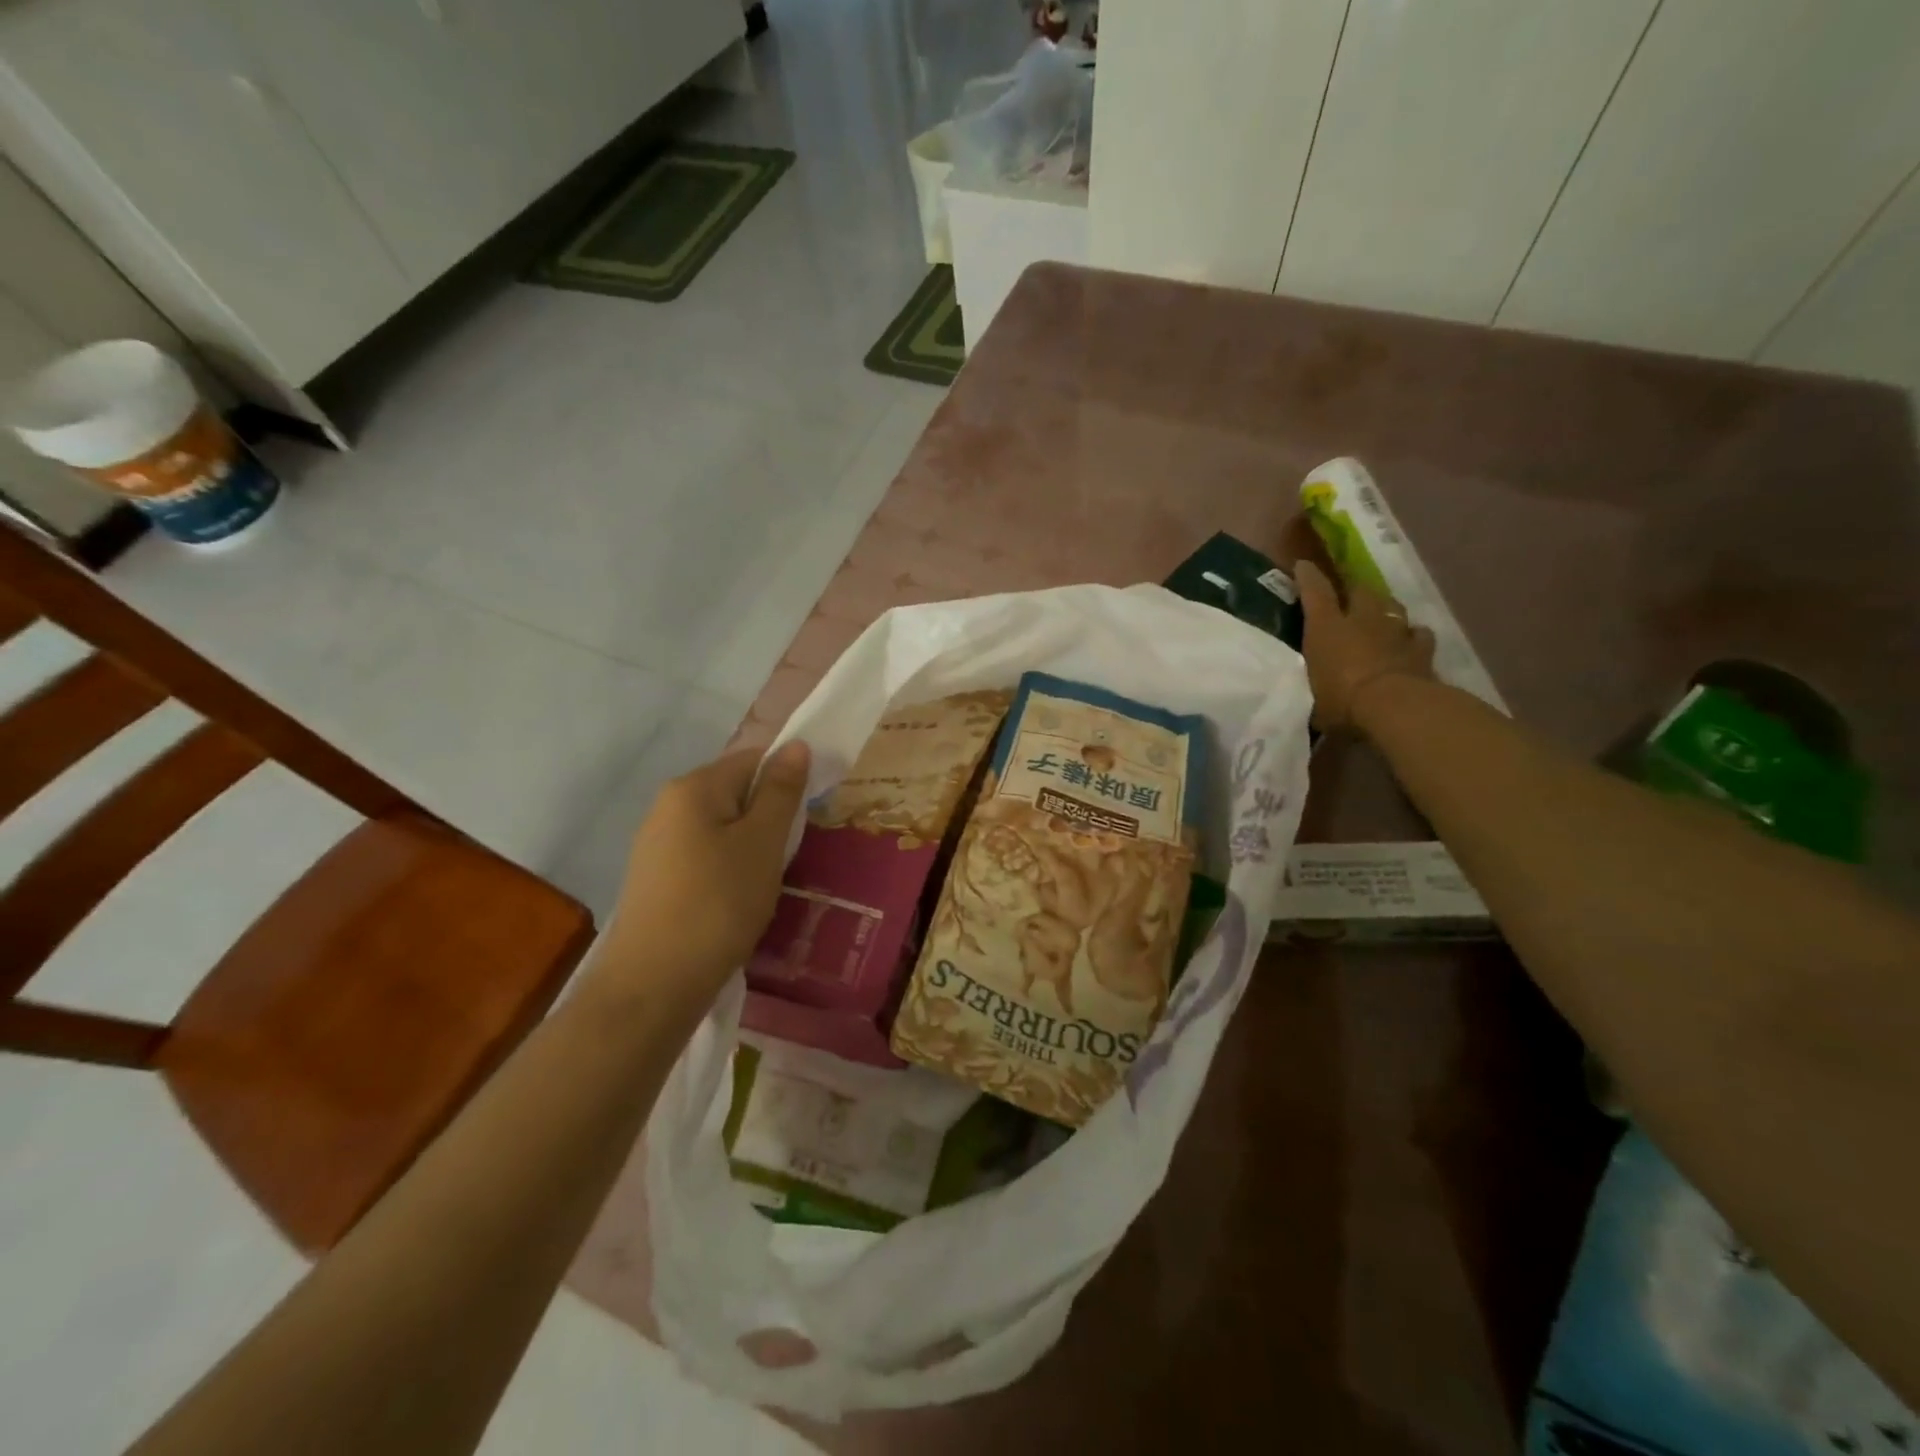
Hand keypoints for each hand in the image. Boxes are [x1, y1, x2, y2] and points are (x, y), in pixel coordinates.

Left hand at [599, 740, 810, 1002]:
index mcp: (693, 787)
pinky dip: (727, 869)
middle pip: (735, 792)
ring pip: (721, 828)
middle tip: (787, 856)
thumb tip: (796, 745)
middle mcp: (668, 805)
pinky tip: (736, 901)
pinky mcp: (655, 878)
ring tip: (765, 883)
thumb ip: (780, 791)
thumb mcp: (762, 843)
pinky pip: (704, 856)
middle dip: (768, 818)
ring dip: (750, 847)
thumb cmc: (718, 904)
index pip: (753, 759)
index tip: (806, 818)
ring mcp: (656, 843)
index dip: (786, 780)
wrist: (653, 984)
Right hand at [1294, 559, 1435, 731]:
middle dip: (1353, 589)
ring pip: (1392, 607)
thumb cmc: (1342, 700)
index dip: (1308, 577)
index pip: (1315, 592)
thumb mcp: (1314, 700)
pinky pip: (1419, 634)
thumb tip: (1311, 704)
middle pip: (1360, 591)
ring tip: (1381, 616)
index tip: (1304, 566)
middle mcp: (1361, 620)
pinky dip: (1413, 636)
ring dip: (1385, 609)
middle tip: (1348, 595)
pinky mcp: (1422, 648)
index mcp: (1327, 628)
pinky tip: (1411, 641)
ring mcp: (1395, 631)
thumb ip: (1315, 692)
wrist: (1395, 707)